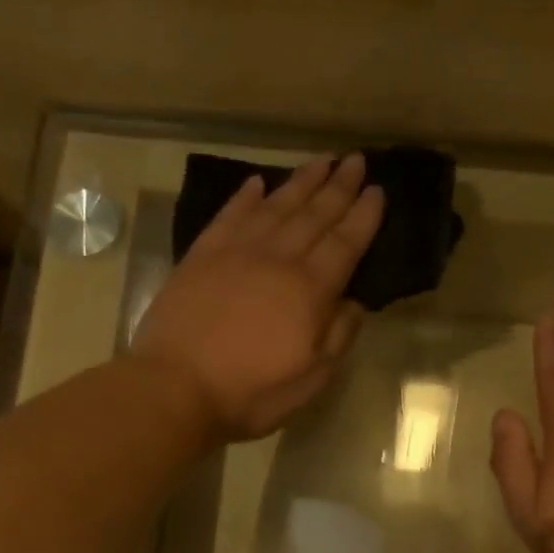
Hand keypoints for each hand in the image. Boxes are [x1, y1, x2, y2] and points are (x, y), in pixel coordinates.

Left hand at [133, 154, 382, 442]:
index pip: (345, 243)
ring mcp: (236, 252)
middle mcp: (277, 259)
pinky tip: (258, 184)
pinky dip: (246, 197)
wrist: (175, 387)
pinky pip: (230, 215)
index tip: (378, 190)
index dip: (363, 216)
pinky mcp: (201, 256)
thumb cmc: (252, 392)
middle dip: (338, 187)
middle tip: (355, 159)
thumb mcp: (311, 378)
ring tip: (320, 161)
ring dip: (301, 182)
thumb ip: (338, 336)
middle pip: (314, 215)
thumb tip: (355, 301)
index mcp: (309, 290)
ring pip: (276, 206)